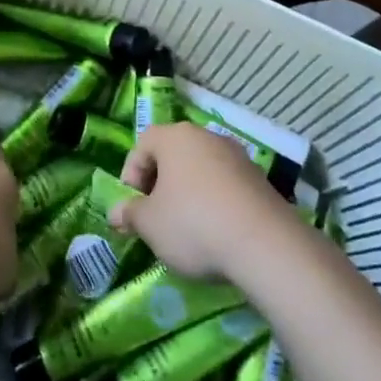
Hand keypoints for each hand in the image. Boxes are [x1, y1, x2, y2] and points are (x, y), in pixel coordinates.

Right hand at [109, 123, 294, 279]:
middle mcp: (206, 136)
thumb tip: (116, 212)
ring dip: (188, 191)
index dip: (131, 174)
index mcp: (175, 137)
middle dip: (159, 182)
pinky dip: (214, 200)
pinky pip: (225, 183)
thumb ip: (130, 214)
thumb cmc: (193, 224)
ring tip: (185, 226)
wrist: (264, 244)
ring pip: (200, 168)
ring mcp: (236, 154)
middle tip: (154, 216)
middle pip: (173, 153)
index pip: (142, 144)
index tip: (131, 206)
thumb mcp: (151, 225)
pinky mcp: (259, 177)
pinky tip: (216, 230)